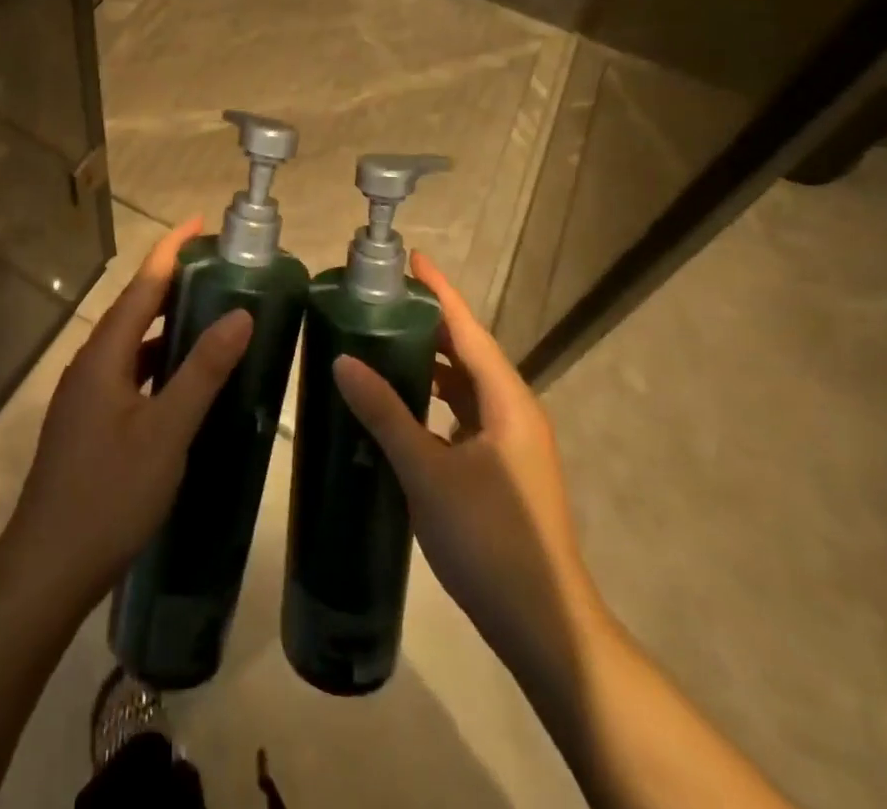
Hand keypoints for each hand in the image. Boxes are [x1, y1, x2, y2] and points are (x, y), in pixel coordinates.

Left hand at [1, 217, 250, 608]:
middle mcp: (91, 364)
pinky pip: (129, 374)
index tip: (199, 222)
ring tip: (209, 313)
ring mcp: (86, 395)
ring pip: (131, 344)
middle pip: (134, 308)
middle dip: (172, 282)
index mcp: (105, 355)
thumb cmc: (110, 494)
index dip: (170, 249)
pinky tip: (183, 379)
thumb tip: (240, 314)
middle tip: (217, 268)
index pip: (142, 285)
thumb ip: (202, 371)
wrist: (48, 566)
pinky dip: (158, 362)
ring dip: (166, 324)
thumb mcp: (166, 431)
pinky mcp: (89, 422)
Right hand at [331, 253, 609, 687]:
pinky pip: (464, 416)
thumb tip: (342, 360)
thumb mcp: (428, 473)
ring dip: (430, 364)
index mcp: (506, 401)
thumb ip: (386, 414)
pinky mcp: (503, 471)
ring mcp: (511, 444)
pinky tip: (403, 408)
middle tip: (381, 301)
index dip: (439, 292)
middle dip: (429, 324)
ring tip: (384, 344)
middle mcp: (514, 412)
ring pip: (465, 387)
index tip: (411, 258)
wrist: (544, 628)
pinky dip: (434, 400)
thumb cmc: (490, 541)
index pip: (467, 330)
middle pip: (467, 352)